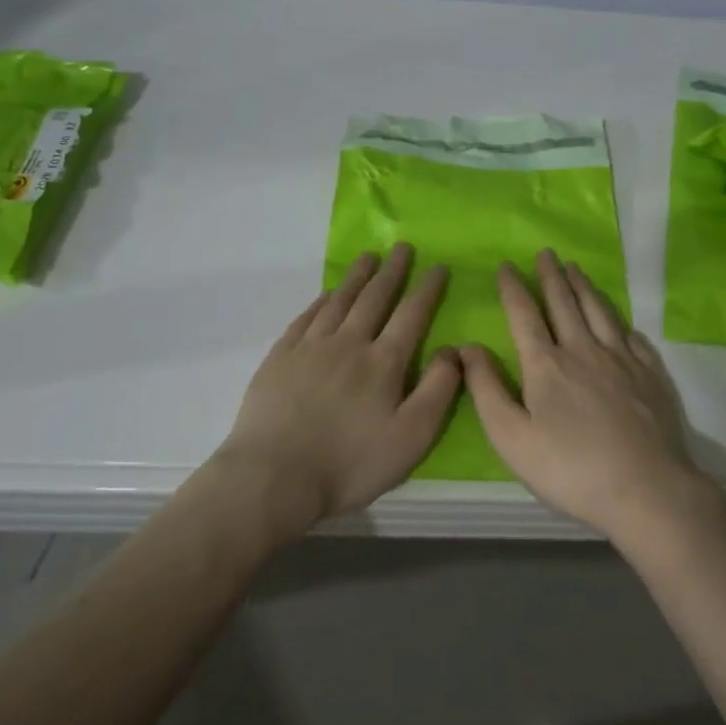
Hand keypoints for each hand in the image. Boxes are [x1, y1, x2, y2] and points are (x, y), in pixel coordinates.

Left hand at [217, 244, 460, 535]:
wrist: (273, 476)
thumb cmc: (349, 463)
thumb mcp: (412, 437)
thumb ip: (438, 390)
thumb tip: (452, 350)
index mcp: (383, 362)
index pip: (411, 315)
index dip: (427, 289)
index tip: (438, 267)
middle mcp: (348, 343)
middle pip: (374, 298)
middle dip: (392, 271)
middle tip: (402, 248)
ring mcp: (310, 348)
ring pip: (339, 301)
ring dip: (356, 277)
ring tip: (368, 258)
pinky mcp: (280, 358)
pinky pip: (306, 317)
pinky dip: (321, 301)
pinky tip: (326, 295)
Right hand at [460, 249, 712, 542]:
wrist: (646, 488)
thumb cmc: (570, 468)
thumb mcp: (512, 437)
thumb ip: (487, 389)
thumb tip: (468, 347)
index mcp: (546, 365)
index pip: (525, 314)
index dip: (514, 288)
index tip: (507, 265)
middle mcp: (584, 350)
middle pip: (565, 303)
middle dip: (551, 276)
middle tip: (546, 253)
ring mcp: (622, 360)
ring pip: (600, 312)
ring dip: (584, 287)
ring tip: (576, 269)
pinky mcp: (651, 375)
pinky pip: (633, 337)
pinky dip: (620, 322)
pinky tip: (619, 321)